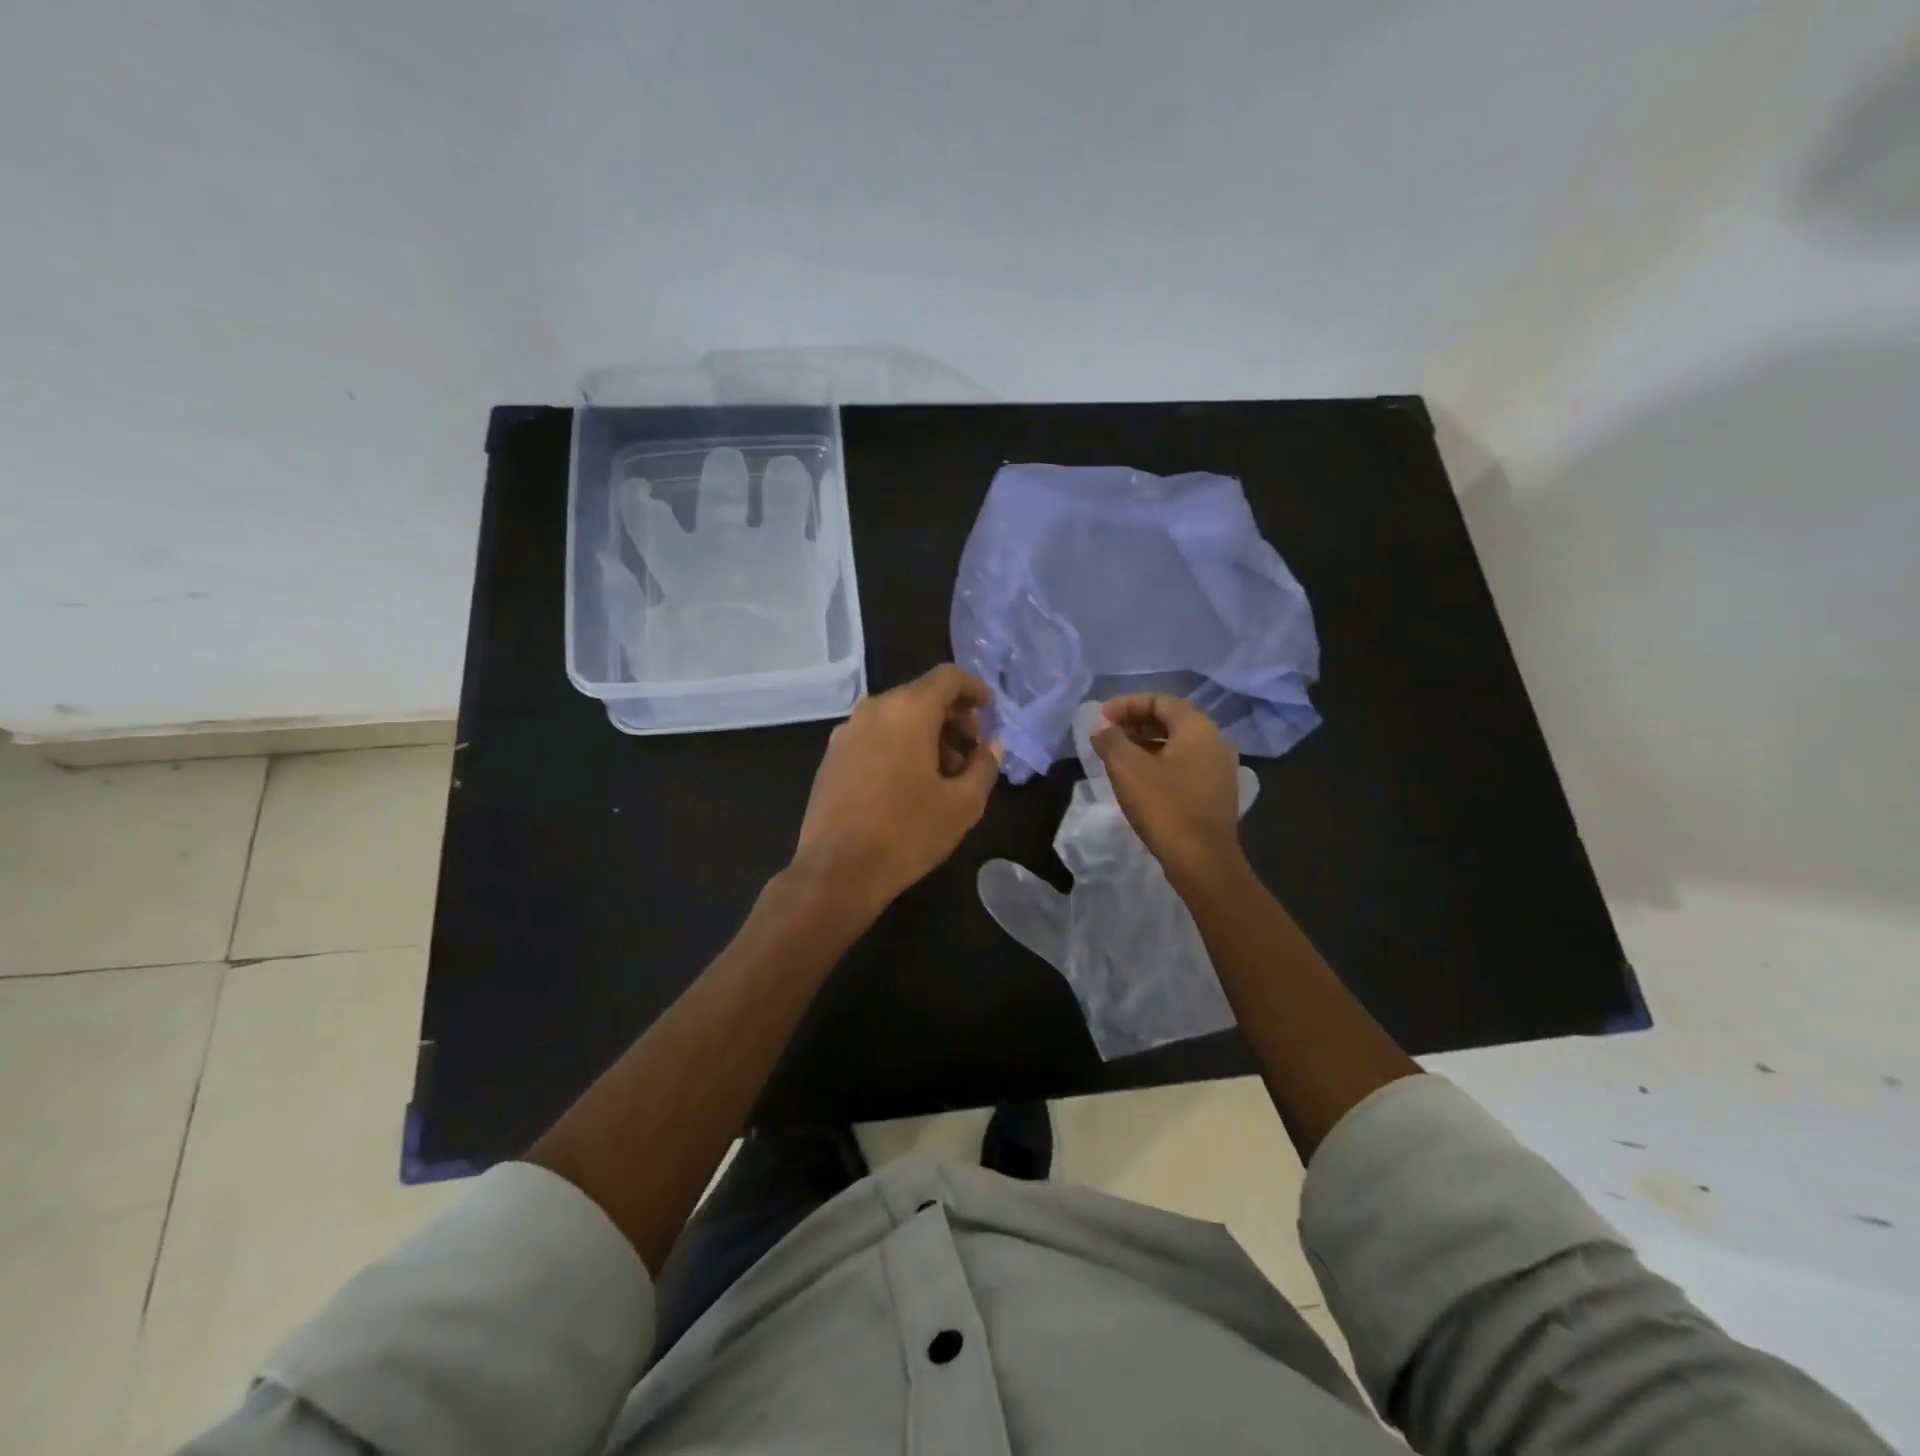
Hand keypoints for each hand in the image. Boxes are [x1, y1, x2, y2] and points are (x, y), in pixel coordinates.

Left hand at [790, 665, 1002, 916]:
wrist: (837, 872)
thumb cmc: (907, 834)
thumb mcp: (962, 805)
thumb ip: (984, 766)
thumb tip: (994, 745)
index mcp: (907, 711)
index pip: (947, 677)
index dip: (973, 688)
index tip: (988, 709)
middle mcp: (873, 710)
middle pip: (920, 696)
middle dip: (952, 717)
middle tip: (972, 750)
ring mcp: (846, 733)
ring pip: (896, 717)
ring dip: (926, 734)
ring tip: (945, 774)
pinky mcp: (832, 757)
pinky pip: (874, 736)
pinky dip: (899, 745)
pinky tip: (909, 783)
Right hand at [1091, 694, 1245, 886]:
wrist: (1203, 862)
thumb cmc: (1165, 807)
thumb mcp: (1128, 769)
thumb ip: (1111, 740)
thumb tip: (1101, 726)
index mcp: (1198, 729)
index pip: (1160, 701)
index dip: (1127, 705)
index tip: (1100, 719)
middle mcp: (1215, 742)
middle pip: (1171, 720)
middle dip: (1136, 723)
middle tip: (1107, 736)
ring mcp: (1219, 769)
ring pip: (1178, 744)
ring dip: (1146, 744)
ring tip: (1118, 757)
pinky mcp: (1216, 793)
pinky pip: (1185, 765)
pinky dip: (1160, 763)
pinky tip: (1140, 780)